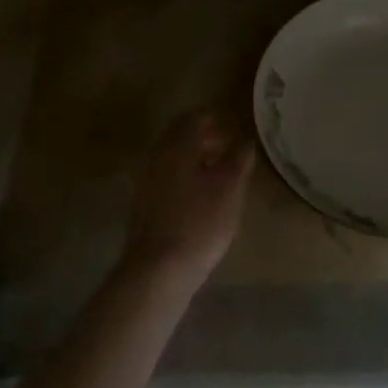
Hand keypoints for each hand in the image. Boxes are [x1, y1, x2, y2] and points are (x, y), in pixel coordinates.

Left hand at [122, 110, 255, 293]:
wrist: (157, 270)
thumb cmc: (199, 223)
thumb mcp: (229, 189)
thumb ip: (238, 160)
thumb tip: (245, 141)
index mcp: (177, 147)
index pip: (194, 118)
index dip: (214, 117)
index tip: (232, 124)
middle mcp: (157, 157)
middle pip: (179, 136)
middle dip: (203, 136)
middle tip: (228, 146)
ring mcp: (146, 181)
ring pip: (171, 157)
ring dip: (194, 157)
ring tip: (218, 171)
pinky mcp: (143, 204)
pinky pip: (166, 177)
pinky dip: (184, 175)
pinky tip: (200, 194)